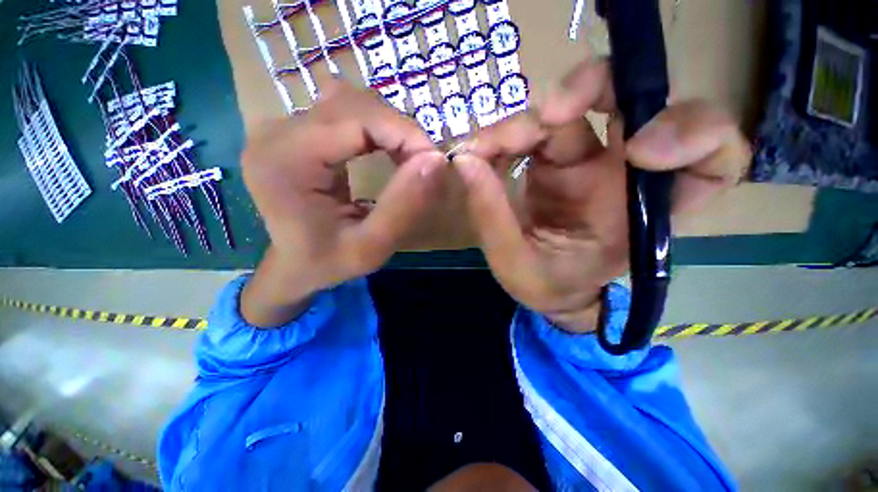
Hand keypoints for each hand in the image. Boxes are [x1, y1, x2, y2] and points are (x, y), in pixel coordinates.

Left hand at [241, 82, 444, 326]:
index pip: (357, 119)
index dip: (404, 133)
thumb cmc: (327, 263)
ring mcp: (284, 127)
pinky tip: (386, 151)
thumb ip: (403, 207)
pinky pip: (345, 112)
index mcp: (286, 161)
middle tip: (423, 165)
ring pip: (353, 102)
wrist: (294, 265)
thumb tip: (437, 160)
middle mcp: (277, 133)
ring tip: (407, 160)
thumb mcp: (371, 248)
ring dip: (390, 128)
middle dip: (400, 131)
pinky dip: (376, 129)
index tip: (434, 162)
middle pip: (355, 104)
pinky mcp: (296, 131)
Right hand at [454, 59, 750, 332]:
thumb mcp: (516, 263)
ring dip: (523, 123)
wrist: (542, 287)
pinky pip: (535, 128)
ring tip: (482, 150)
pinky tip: (481, 152)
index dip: (693, 135)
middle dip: (592, 90)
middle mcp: (622, 173)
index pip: (711, 160)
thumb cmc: (545, 284)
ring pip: (570, 109)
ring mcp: (587, 160)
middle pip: (635, 101)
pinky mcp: (555, 158)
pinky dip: (504, 135)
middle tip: (545, 115)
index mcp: (640, 212)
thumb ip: (492, 216)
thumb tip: (465, 162)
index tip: (638, 148)